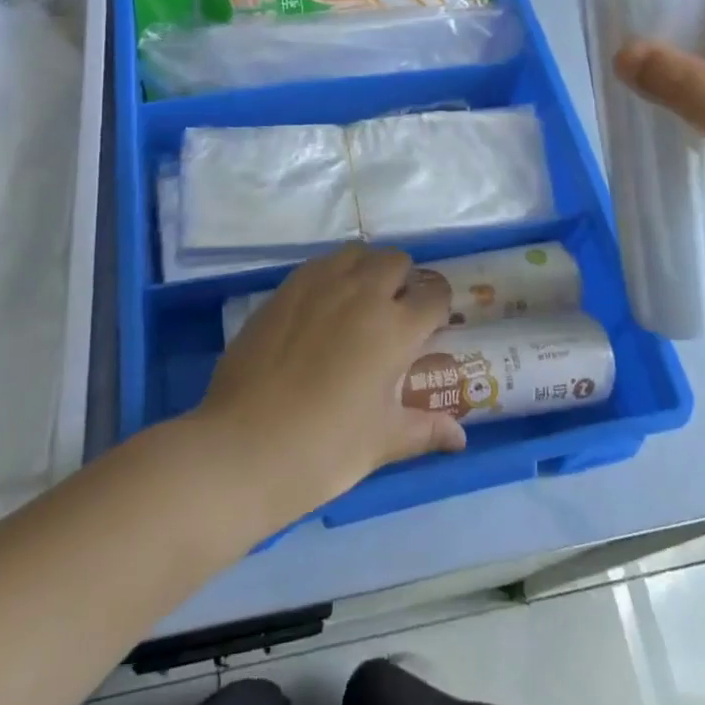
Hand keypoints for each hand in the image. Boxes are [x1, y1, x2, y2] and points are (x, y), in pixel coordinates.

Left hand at [193, 245, 465, 528]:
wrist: (243, 448)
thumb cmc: (325, 449)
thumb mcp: (382, 442)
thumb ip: (425, 430)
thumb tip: (460, 438)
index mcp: (396, 328)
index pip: (434, 294)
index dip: (438, 306)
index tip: (432, 324)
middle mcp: (363, 293)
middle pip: (396, 261)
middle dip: (403, 281)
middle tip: (394, 314)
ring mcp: (319, 286)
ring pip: (356, 254)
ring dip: (366, 269)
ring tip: (358, 302)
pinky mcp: (284, 289)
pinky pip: (319, 265)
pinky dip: (331, 274)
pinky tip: (321, 307)